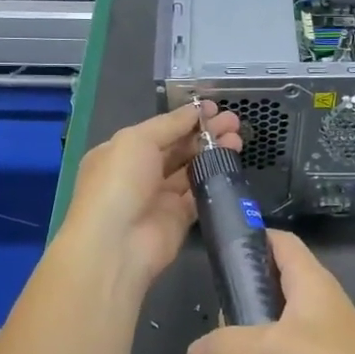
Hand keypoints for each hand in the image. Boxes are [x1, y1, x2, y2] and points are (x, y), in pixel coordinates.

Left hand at [60, 100, 240, 293]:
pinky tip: (231, 165)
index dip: (187, 118)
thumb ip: (169, 124)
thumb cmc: (119, 183)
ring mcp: (159, 197)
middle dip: (205, 134)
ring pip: (191, 169)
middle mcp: (139, 173)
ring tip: (238, 140)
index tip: (215, 109)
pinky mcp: (178, 219)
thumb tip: (196, 110)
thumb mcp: (137, 140)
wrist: (116, 244)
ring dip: (213, 153)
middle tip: (234, 123)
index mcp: (122, 152)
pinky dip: (214, 179)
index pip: (160, 130)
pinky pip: (198, 194)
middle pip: (178, 148)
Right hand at [186, 230, 354, 353]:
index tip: (219, 261)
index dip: (251, 242)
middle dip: (231, 334)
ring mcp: (315, 349)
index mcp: (309, 285)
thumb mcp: (269, 350)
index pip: (280, 243)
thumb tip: (195, 353)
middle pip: (259, 303)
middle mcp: (312, 311)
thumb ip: (225, 346)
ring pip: (263, 350)